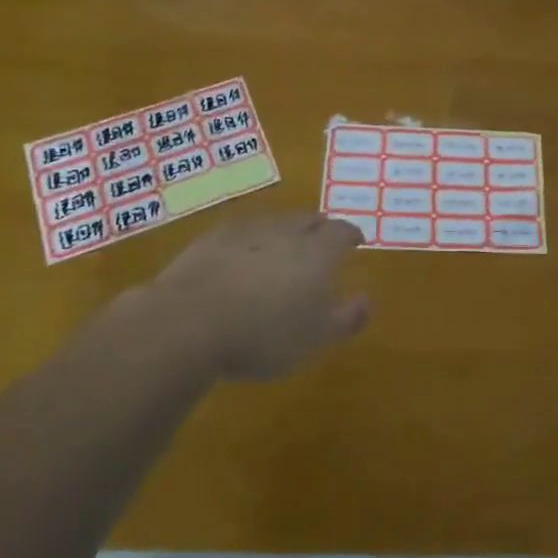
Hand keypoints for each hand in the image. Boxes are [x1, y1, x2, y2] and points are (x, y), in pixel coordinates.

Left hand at [148, 213, 370, 380]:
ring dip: (283, 231)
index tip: (356, 240)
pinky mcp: (211, 239)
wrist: (189, 321)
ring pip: (273, 222)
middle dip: (319, 227)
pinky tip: (241, 255)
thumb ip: (346, 318)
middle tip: (322, 238)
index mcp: (317, 251)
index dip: (351, 234)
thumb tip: (368, 301)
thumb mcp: (315, 338)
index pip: (341, 231)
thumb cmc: (264, 333)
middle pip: (308, 219)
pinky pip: (239, 232)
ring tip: (283, 246)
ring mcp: (245, 231)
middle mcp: (285, 231)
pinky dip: (248, 241)